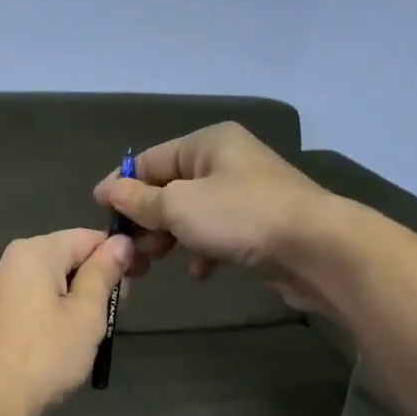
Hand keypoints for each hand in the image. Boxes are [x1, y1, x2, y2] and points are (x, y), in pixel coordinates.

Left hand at [0, 228, 132, 415]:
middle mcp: (7, 261)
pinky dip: (49, 312)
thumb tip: (120, 242)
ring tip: (91, 331)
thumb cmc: (45, 355)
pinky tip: (59, 341)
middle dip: (94, 278)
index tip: (140, 277)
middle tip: (116, 312)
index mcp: (32, 252)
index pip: (86, 238)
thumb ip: (104, 273)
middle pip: (63, 257)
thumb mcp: (86, 314)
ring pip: (46, 282)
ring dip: (73, 298)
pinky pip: (27, 301)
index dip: (117, 254)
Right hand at [92, 122, 333, 312]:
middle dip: (146, 220)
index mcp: (207, 144)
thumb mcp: (178, 205)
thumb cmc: (240, 215)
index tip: (100, 214)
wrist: (316, 248)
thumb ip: (140, 199)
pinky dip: (203, 251)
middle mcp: (226, 162)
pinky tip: (200, 272)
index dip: (122, 186)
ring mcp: (245, 194)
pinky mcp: (258, 225)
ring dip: (170, 239)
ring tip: (154, 264)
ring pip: (191, 215)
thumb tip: (107, 189)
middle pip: (170, 189)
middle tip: (129, 251)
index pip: (149, 160)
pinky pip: (217, 234)